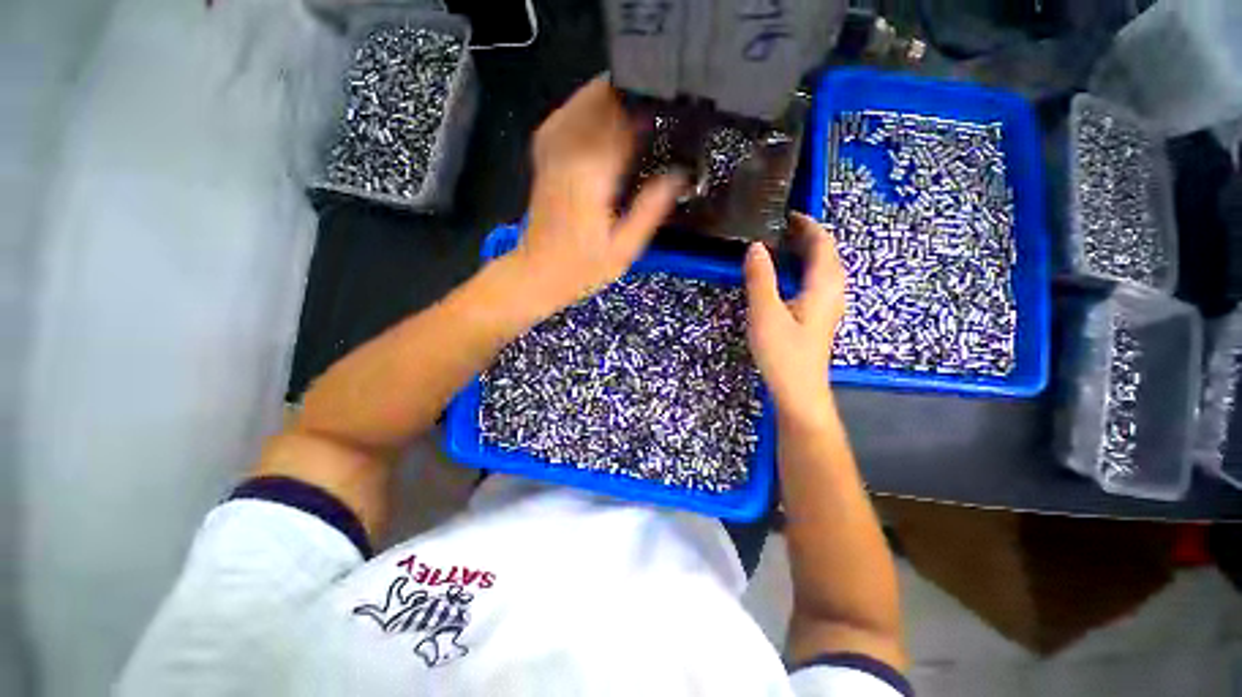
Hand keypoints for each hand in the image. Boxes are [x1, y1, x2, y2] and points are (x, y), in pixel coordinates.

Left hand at [509, 75, 684, 312]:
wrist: (538, 273)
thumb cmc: (582, 268)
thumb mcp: (624, 248)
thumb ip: (650, 210)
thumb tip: (678, 178)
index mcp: (593, 176)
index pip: (621, 125)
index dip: (645, 111)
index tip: (666, 109)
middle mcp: (570, 156)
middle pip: (597, 105)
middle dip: (626, 96)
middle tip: (653, 97)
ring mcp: (552, 156)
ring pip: (577, 107)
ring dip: (603, 96)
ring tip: (630, 96)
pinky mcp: (544, 162)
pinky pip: (559, 122)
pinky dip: (576, 109)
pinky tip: (591, 111)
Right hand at [745, 213, 846, 425]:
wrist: (799, 392)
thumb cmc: (784, 353)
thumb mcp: (765, 314)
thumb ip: (760, 279)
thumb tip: (756, 247)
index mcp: (824, 285)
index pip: (823, 244)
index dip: (807, 225)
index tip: (786, 213)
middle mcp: (832, 292)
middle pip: (827, 254)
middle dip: (807, 236)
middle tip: (778, 227)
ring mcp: (827, 306)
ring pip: (822, 269)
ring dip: (805, 252)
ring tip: (780, 245)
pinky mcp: (819, 318)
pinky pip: (816, 282)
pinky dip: (803, 269)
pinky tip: (785, 276)